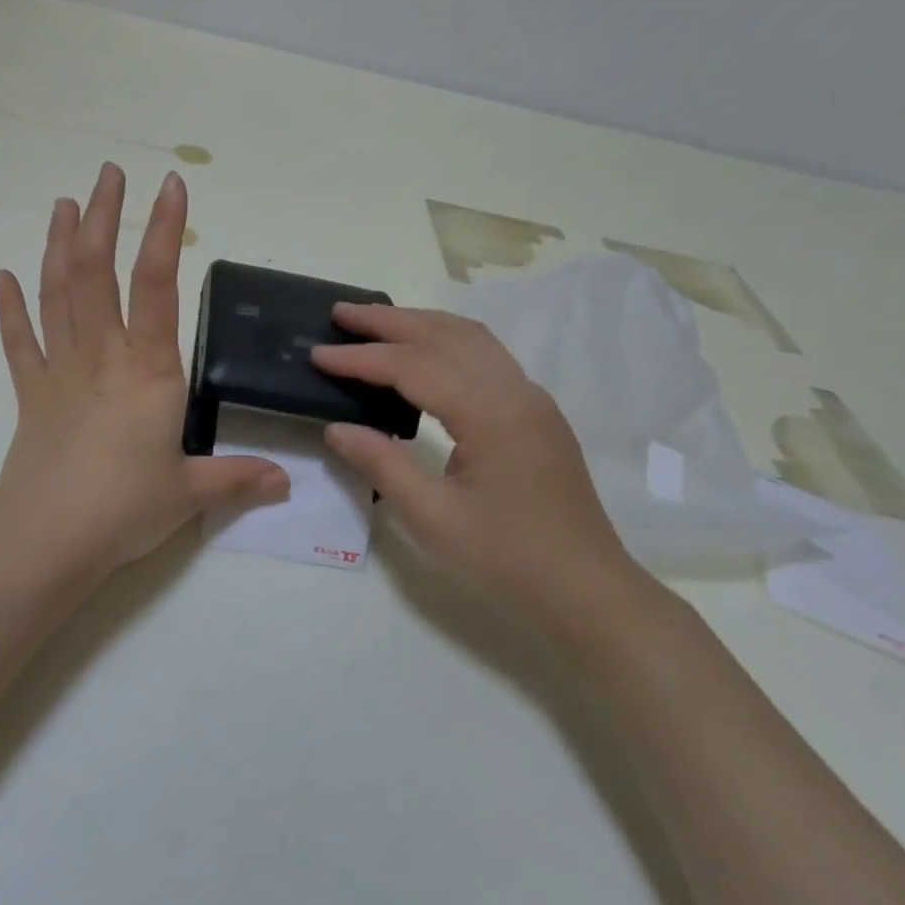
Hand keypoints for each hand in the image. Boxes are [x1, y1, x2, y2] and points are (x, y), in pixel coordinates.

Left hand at [0, 163, 288, 581]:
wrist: (48, 538)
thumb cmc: (125, 508)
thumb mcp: (191, 493)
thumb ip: (238, 478)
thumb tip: (285, 481)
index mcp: (149, 369)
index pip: (158, 285)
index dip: (164, 231)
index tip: (170, 186)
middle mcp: (103, 356)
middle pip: (97, 272)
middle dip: (103, 217)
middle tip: (108, 174)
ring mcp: (61, 371)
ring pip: (57, 294)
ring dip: (59, 245)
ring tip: (63, 204)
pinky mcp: (32, 394)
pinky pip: (19, 342)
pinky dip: (10, 308)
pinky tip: (1, 276)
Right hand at [312, 305, 652, 644]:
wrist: (586, 591)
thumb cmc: (507, 560)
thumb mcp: (432, 518)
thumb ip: (382, 464)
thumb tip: (336, 428)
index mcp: (492, 413)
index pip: (414, 366)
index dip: (362, 358)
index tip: (318, 354)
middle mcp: (516, 391)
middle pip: (445, 335)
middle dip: (389, 320)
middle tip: (341, 313)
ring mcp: (531, 399)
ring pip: (471, 338)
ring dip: (420, 322)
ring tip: (376, 322)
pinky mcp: (536, 413)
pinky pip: (486, 355)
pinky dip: (446, 340)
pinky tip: (424, 350)